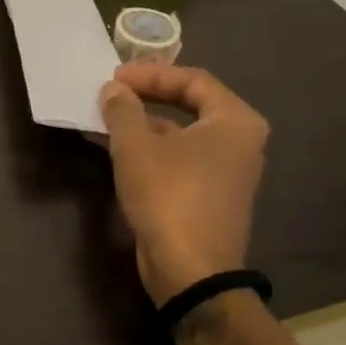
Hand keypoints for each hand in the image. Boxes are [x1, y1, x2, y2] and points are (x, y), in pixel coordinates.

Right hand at [99, 64, 269, 302]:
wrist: (190, 270)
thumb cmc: (168, 195)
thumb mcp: (135, 146)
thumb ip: (123, 110)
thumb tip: (114, 89)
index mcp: (235, 121)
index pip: (193, 80)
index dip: (151, 74)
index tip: (114, 77)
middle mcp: (239, 142)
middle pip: (190, 103)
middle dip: (148, 95)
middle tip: (113, 91)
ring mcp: (226, 171)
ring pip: (181, 133)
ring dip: (143, 123)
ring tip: (106, 118)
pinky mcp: (209, 195)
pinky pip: (178, 157)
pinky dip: (150, 148)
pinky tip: (116, 148)